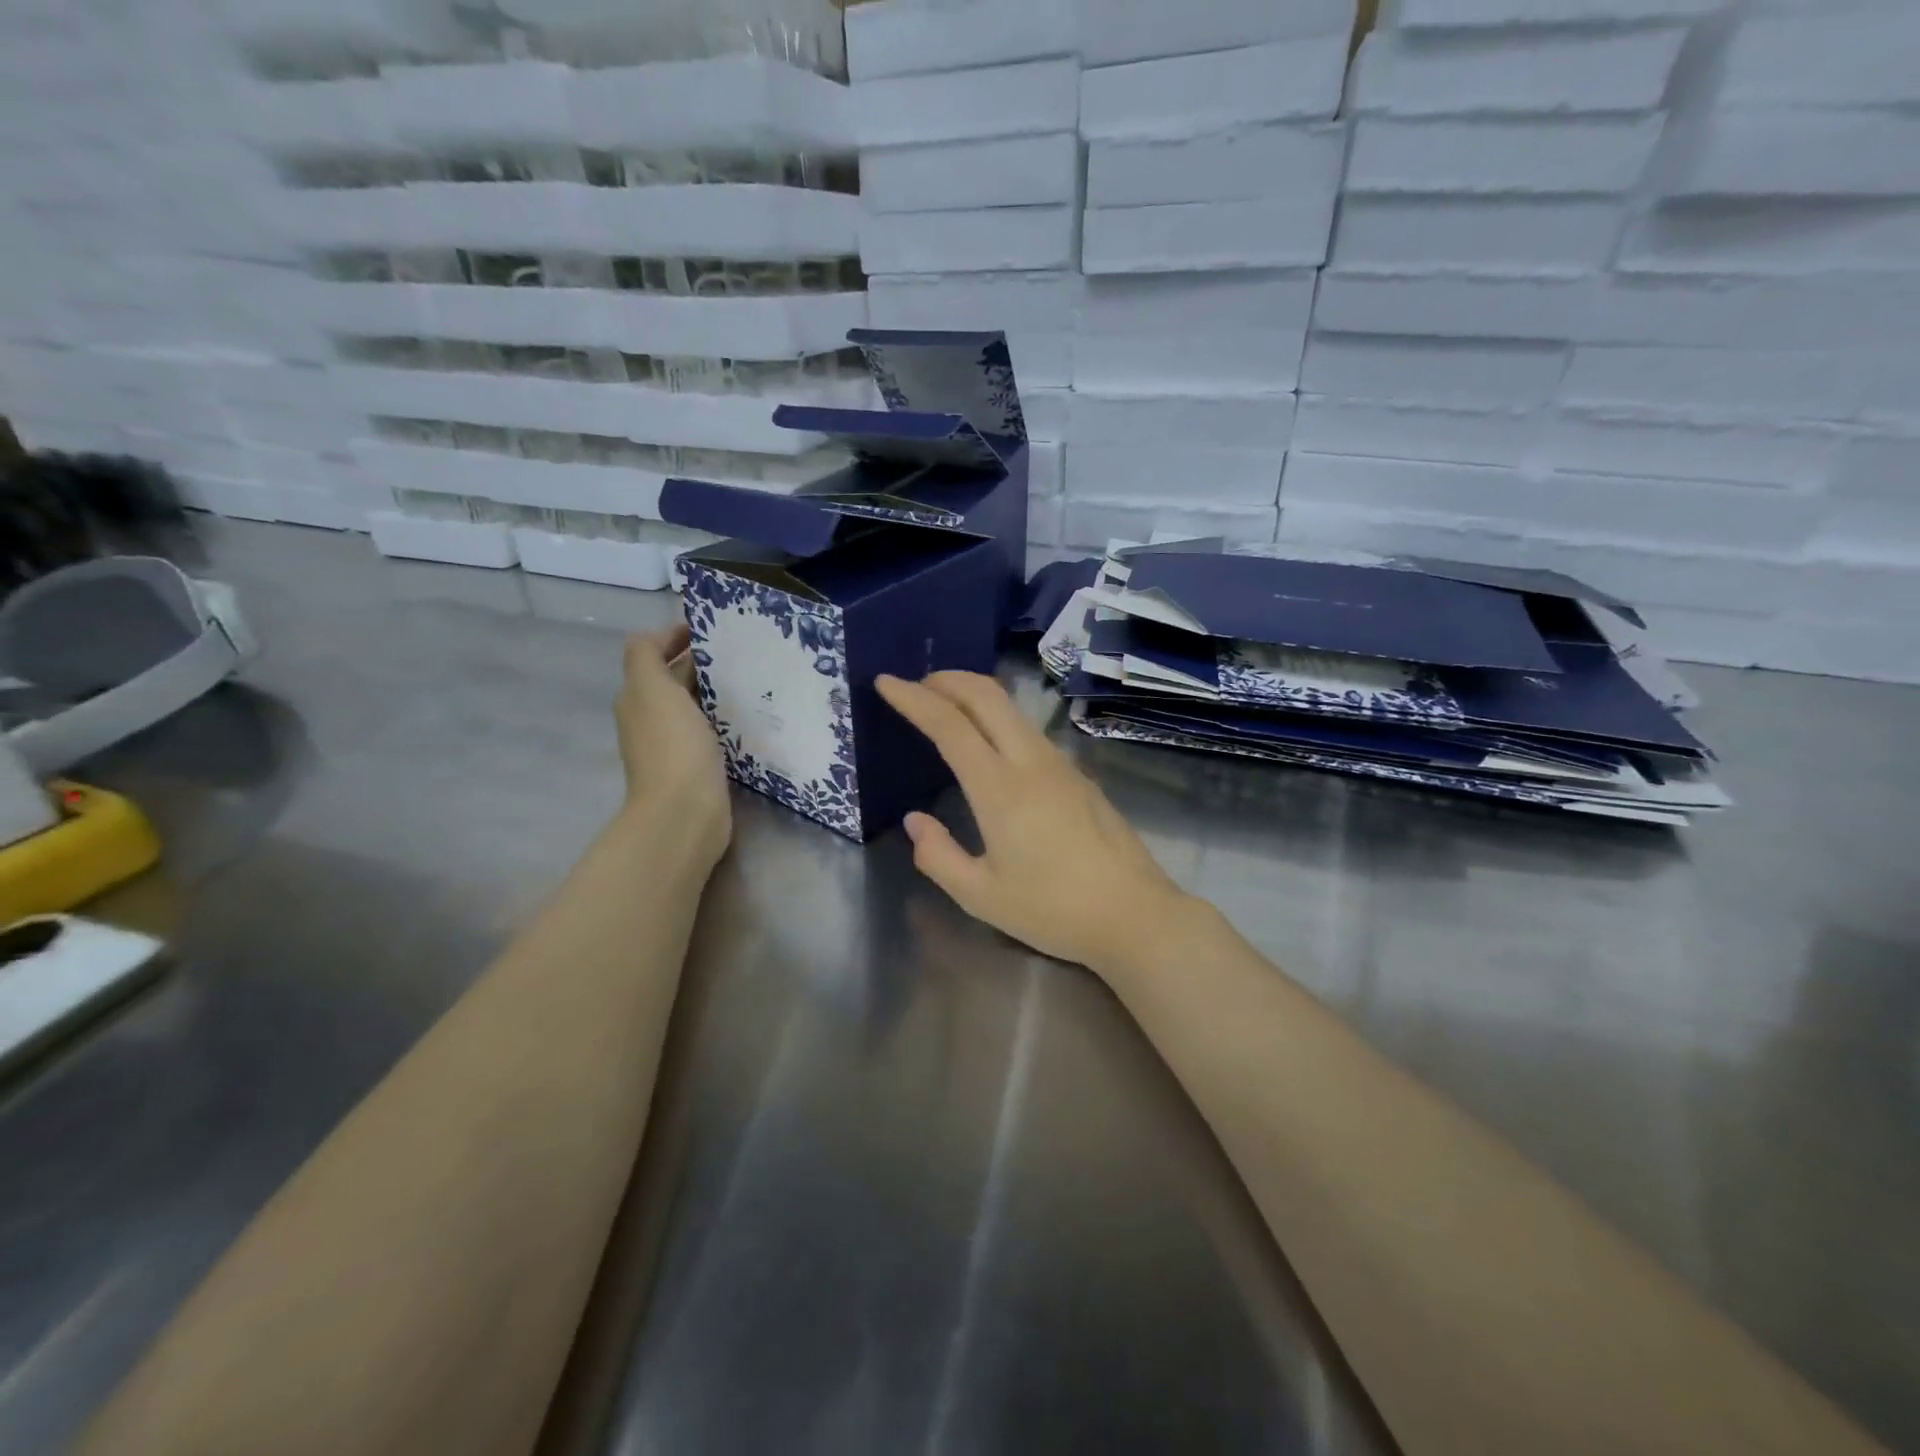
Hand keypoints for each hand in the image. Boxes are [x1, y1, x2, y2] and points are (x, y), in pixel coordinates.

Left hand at [616, 627, 729, 865]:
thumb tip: (657, 637)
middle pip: (674, 679)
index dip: (676, 636)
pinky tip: (750, 716)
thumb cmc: (672, 746)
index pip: (652, 654)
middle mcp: (651, 718)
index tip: (714, 628)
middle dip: (701, 662)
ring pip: (695, 705)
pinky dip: (726, 719)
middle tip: (742, 651)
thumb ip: (646, 655)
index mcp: (638, 696)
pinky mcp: (698, 766)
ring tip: (753, 679)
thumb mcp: (651, 688)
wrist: (684, 813)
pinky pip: (711, 731)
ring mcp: (674, 744)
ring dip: (717, 690)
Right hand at [876, 671, 1190, 974]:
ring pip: (1012, 709)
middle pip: (987, 696)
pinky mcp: (1079, 775)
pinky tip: (989, 743)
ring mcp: (1061, 765)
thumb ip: (938, 855)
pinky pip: (1029, 730)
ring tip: (946, 708)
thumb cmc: (1053, 910)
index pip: (950, 725)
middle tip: (916, 685)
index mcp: (1000, 789)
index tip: (885, 681)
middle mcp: (1032, 762)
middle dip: (947, 679)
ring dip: (974, 695)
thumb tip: (915, 820)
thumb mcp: (981, 896)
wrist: (1135, 915)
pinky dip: (997, 718)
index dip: (914, 699)